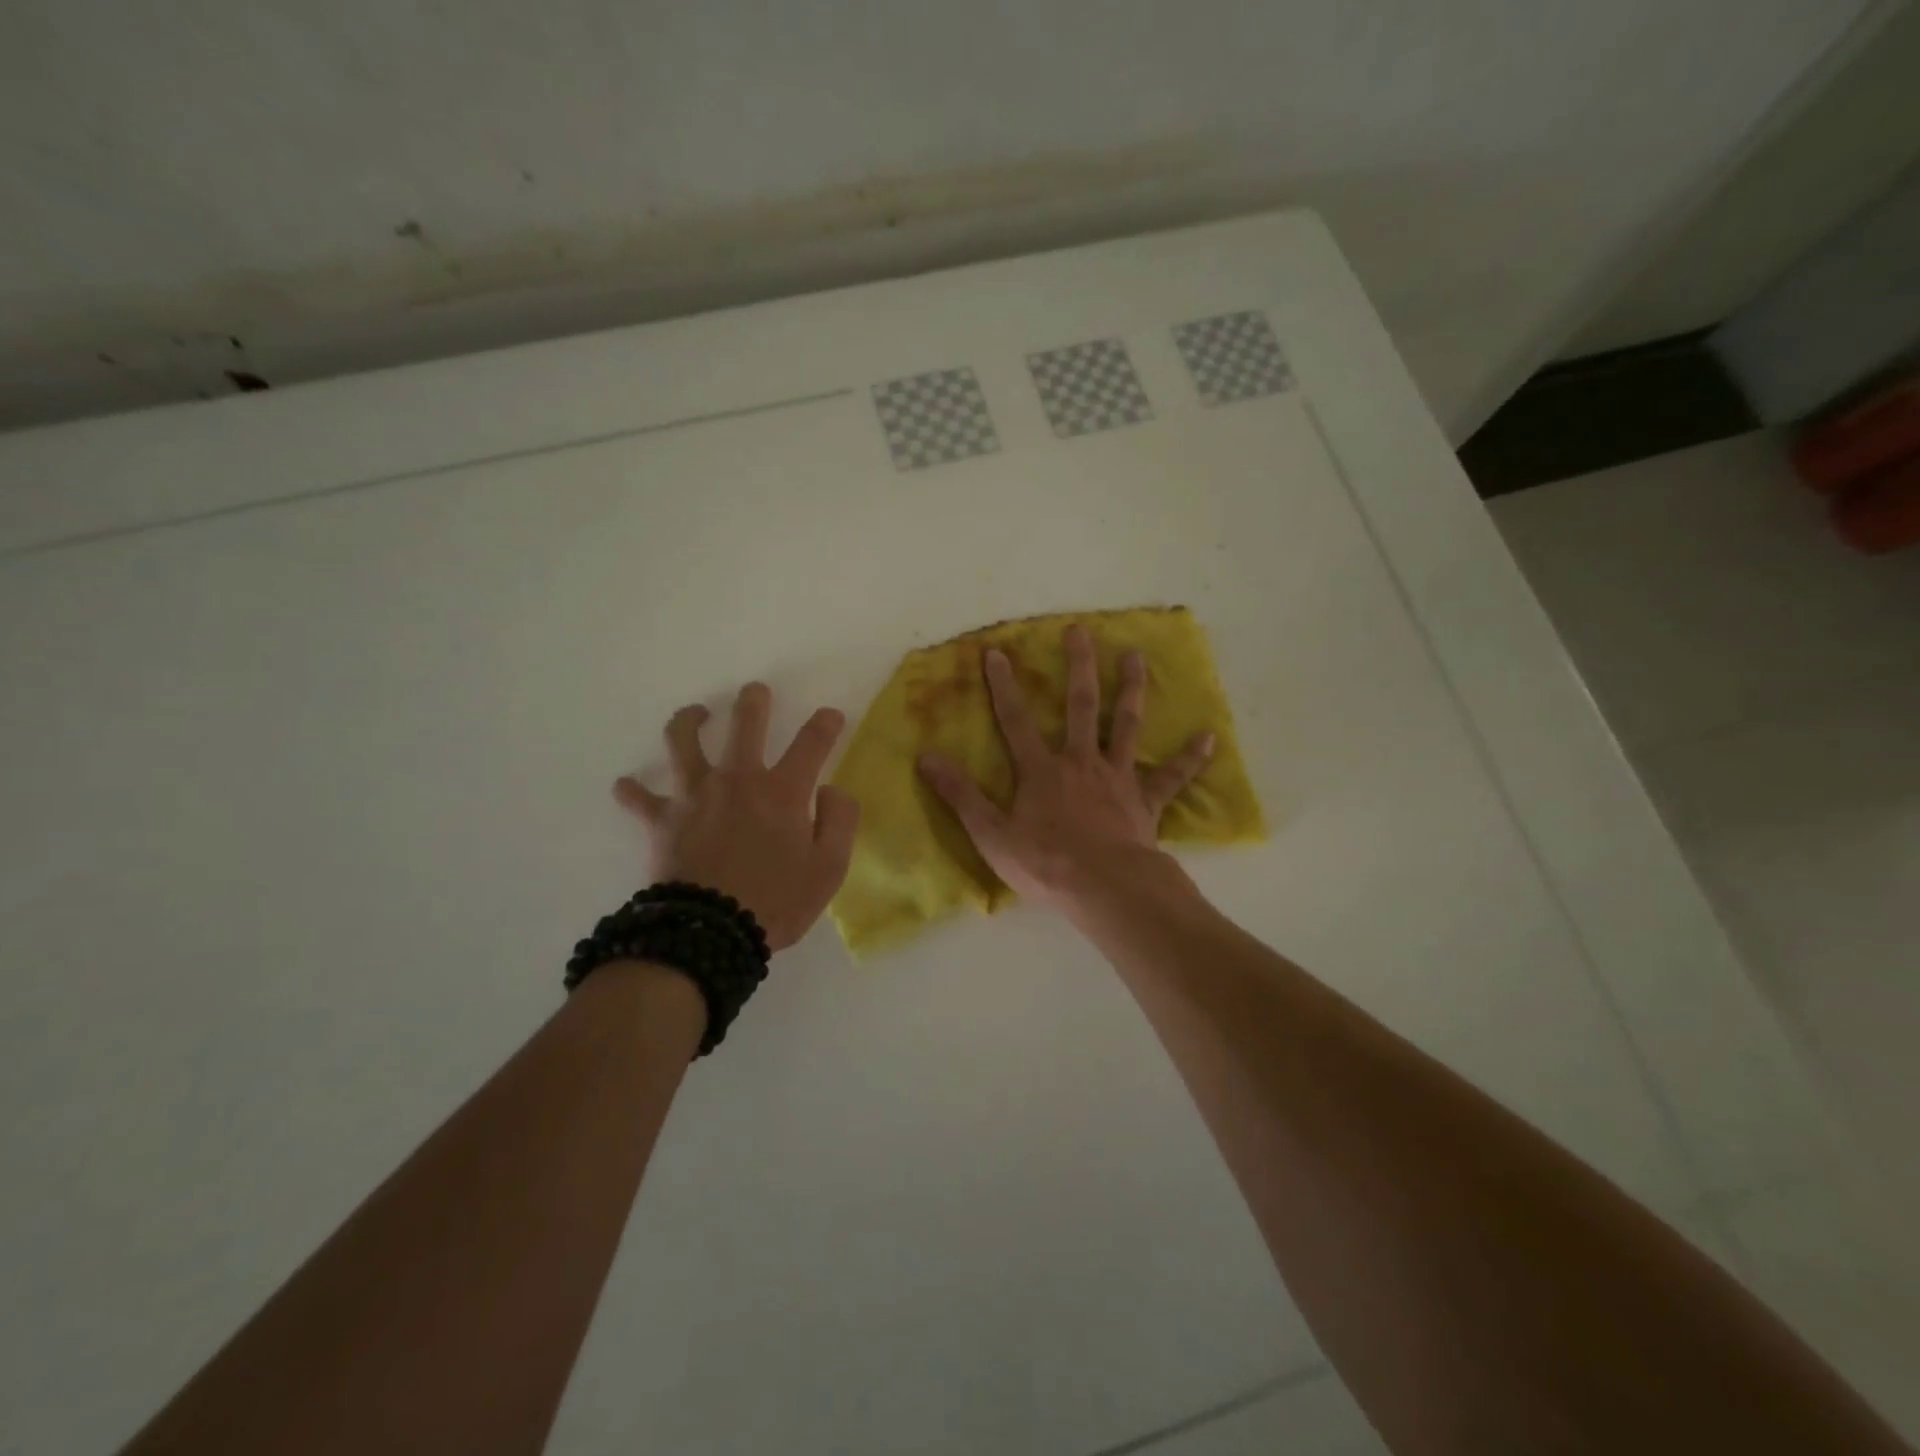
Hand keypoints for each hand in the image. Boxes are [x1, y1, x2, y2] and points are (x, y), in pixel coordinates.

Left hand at [614, 683, 859, 950]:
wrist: (710, 934)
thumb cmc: (776, 902)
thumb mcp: (829, 868)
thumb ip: (839, 821)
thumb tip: (831, 790)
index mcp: (783, 791)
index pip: (811, 743)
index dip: (825, 725)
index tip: (831, 716)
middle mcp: (738, 780)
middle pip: (745, 724)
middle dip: (753, 701)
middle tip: (756, 692)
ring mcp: (695, 795)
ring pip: (683, 741)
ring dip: (689, 721)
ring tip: (696, 714)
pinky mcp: (662, 820)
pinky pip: (640, 798)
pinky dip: (633, 791)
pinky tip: (627, 786)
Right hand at [917, 623, 1213, 912]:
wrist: (1106, 889)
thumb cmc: (1046, 863)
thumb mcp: (991, 833)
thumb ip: (960, 795)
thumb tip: (926, 757)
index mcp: (1042, 770)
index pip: (1016, 719)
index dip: (1003, 685)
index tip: (997, 651)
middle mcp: (1081, 761)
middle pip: (1081, 706)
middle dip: (1078, 667)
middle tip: (1081, 631)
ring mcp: (1118, 778)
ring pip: (1126, 726)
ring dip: (1132, 690)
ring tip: (1138, 658)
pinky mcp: (1146, 802)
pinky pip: (1171, 777)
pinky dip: (1189, 758)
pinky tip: (1208, 738)